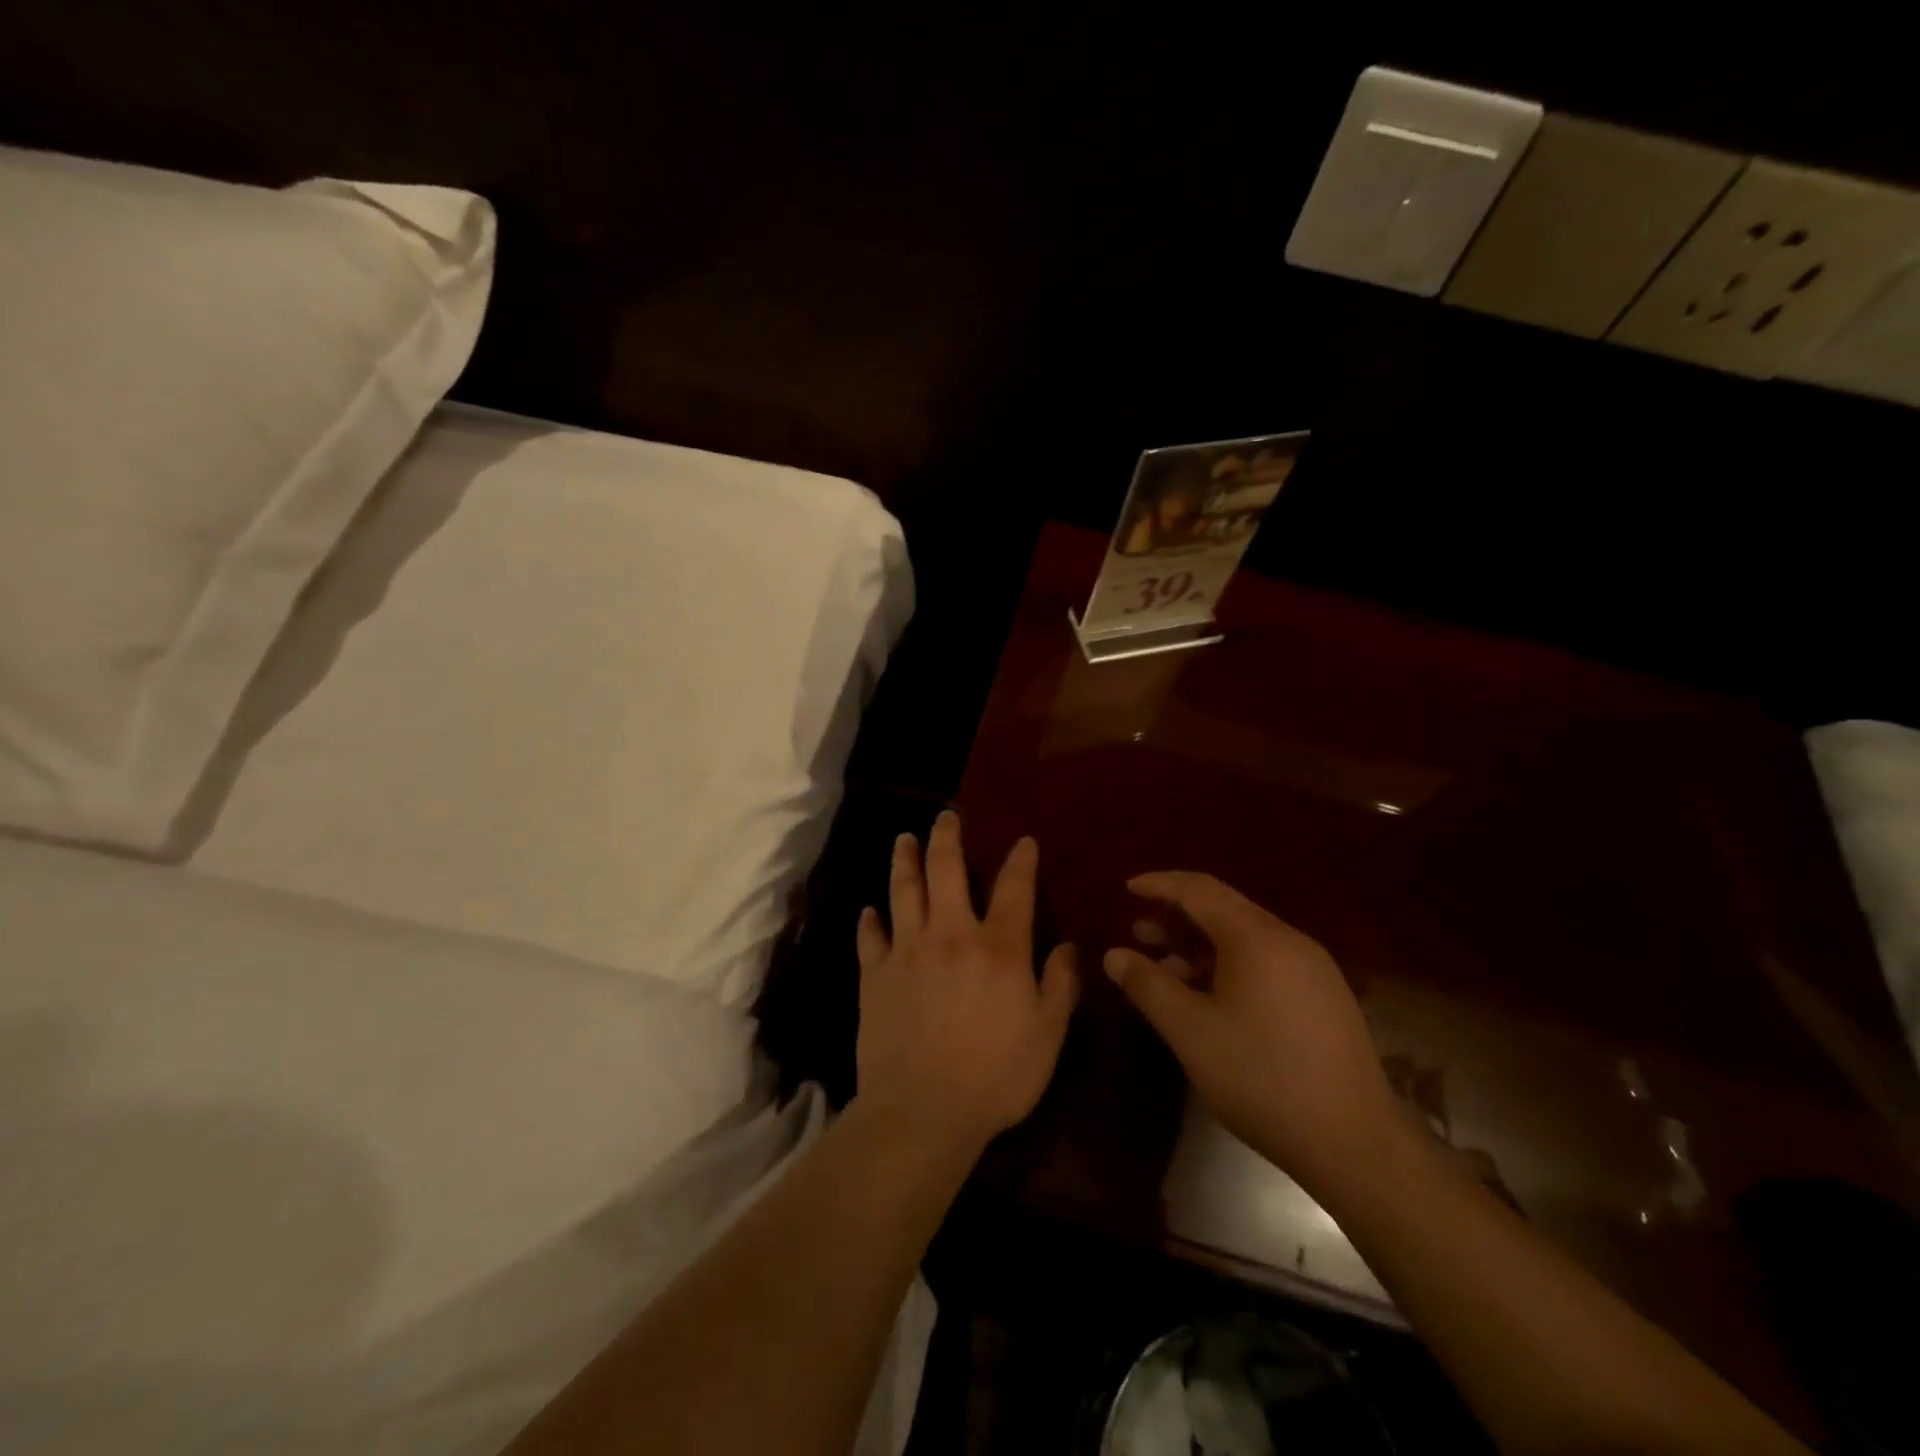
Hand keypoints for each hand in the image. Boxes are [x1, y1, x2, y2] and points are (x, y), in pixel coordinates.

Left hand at [855, 811, 1079, 1153]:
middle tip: (945, 817)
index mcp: (998, 947)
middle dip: (947, 838)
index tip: (1023, 841)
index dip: (1020, 861)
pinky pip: (869, 938)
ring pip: (903, 892)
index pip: (1014, 889)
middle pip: (946, 871)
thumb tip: (1068, 947)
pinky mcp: (875, 976)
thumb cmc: (996, 1075)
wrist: (922, 1110)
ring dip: (903, 861)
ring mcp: (907, 952)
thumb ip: (1059, 985)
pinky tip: (868, 911)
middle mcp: (951, 935)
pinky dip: (869, 921)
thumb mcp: (1047, 1035)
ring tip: (903, 839)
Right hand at [1104, 872, 1399, 1192]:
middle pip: (1223, 909)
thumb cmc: (1261, 1076)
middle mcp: (1288, 940)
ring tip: (1167, 970)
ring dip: (1201, 945)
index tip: (1128, 889)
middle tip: (1138, 932)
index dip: (1160, 885)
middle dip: (1177, 916)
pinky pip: (1266, 961)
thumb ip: (1148, 985)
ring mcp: (1313, 968)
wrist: (1355, 1142)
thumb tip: (1114, 954)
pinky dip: (1228, 964)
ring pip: (1245, 938)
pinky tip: (1210, 999)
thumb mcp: (1190, 1030)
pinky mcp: (1324, 997)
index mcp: (1256, 938)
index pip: (1199, 890)